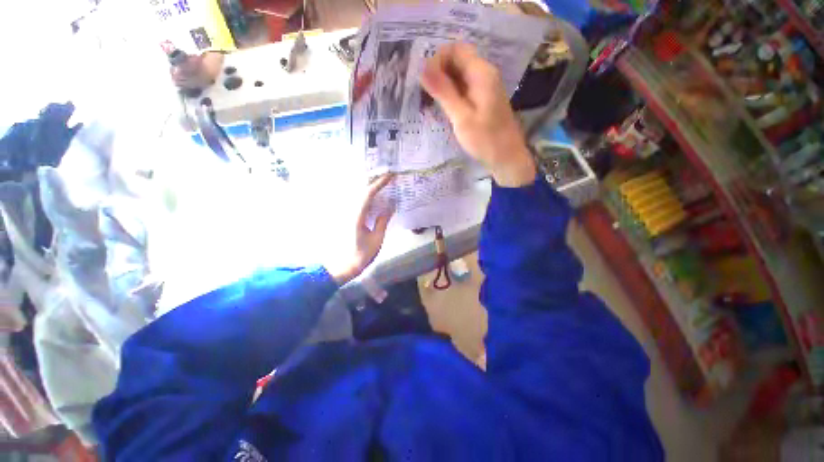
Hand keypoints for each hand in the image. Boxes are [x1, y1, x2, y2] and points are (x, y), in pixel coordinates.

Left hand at [327, 175, 393, 284]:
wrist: (344, 265)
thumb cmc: (362, 254)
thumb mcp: (377, 238)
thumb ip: (383, 221)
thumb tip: (390, 206)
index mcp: (357, 216)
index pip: (368, 194)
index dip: (379, 183)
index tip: (390, 176)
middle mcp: (349, 211)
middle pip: (362, 191)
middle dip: (375, 182)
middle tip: (388, 177)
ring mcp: (346, 214)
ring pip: (358, 196)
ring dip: (370, 189)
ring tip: (383, 184)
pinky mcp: (347, 218)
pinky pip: (357, 203)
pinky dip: (366, 198)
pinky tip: (374, 198)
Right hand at [420, 43, 535, 187]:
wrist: (506, 157)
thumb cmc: (485, 139)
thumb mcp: (461, 117)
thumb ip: (444, 92)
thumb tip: (423, 68)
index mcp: (481, 73)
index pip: (455, 50)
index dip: (437, 60)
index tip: (425, 82)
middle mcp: (484, 74)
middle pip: (457, 60)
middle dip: (438, 73)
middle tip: (425, 94)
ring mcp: (484, 87)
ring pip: (459, 75)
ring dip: (443, 84)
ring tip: (430, 102)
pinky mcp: (482, 99)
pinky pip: (463, 88)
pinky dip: (450, 94)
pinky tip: (442, 107)